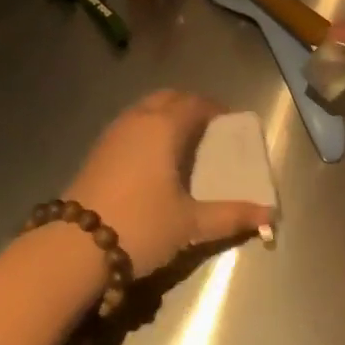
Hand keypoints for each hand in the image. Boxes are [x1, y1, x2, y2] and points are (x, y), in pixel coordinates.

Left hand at [64, 91, 273, 276]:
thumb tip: (269, 216)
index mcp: (163, 127)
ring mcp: (113, 133)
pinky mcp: (97, 150)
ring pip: (144, 108)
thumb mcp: (190, 224)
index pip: (194, 104)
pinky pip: (130, 124)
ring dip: (165, 114)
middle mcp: (137, 120)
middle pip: (167, 98)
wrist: (74, 246)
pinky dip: (146, 127)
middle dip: (189, 105)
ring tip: (182, 139)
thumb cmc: (141, 226)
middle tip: (207, 125)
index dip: (214, 108)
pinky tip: (152, 156)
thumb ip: (231, 216)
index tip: (229, 121)